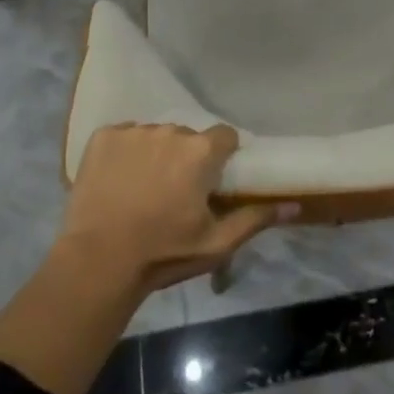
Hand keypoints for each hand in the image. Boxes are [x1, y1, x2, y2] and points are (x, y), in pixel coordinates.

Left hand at [60, 123, 288, 292]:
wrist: (98, 262)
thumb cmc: (164, 253)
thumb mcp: (216, 243)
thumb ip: (255, 218)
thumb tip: (294, 205)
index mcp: (201, 151)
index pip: (224, 137)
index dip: (221, 157)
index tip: (212, 180)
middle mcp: (170, 130)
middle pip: (188, 137)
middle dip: (186, 158)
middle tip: (175, 192)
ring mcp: (134, 131)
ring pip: (155, 135)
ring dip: (155, 154)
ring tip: (143, 189)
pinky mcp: (103, 136)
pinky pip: (124, 136)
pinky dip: (124, 153)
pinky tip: (118, 181)